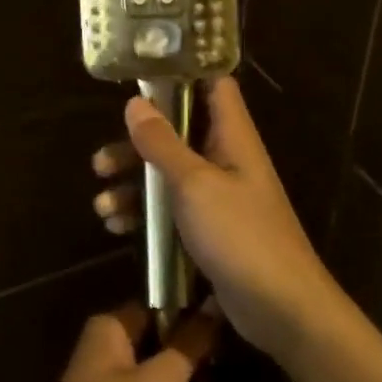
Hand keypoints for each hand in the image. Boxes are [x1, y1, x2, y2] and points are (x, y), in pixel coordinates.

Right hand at [92, 75, 341, 359]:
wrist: (281, 308)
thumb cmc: (241, 235)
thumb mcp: (194, 184)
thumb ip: (163, 143)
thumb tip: (135, 102)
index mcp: (232, 136)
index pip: (212, 85)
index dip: (180, 73)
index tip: (139, 77)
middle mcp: (226, 158)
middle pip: (177, 133)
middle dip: (136, 145)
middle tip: (101, 163)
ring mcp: (218, 195)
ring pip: (168, 174)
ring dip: (133, 185)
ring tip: (102, 206)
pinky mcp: (210, 228)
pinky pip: (171, 209)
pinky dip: (145, 214)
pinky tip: (117, 227)